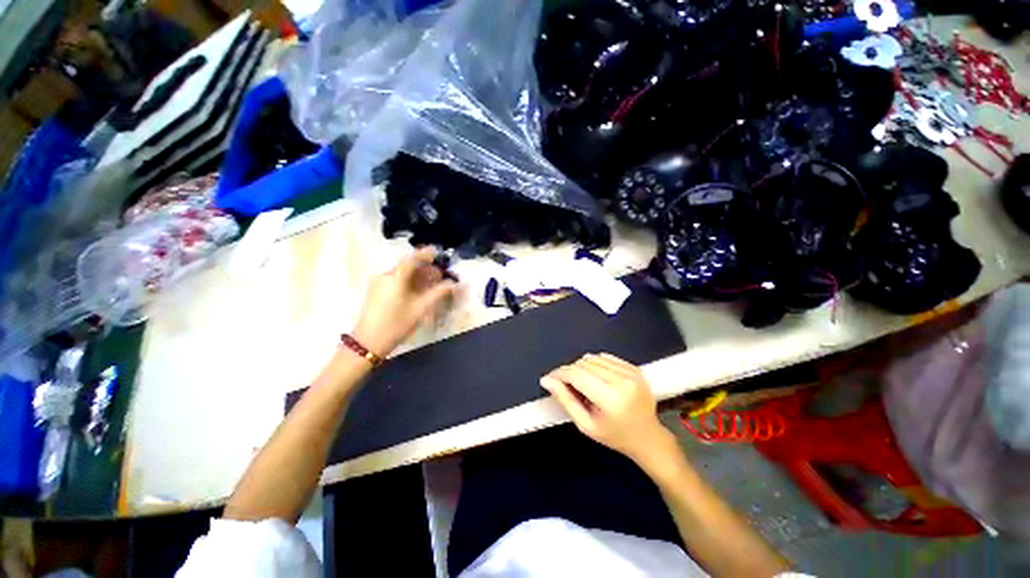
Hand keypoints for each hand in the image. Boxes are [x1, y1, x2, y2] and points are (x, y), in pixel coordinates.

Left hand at [352, 247, 457, 356]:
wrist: (368, 342)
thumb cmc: (397, 324)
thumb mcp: (421, 309)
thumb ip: (438, 293)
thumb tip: (452, 284)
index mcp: (395, 278)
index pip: (411, 259)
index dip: (425, 254)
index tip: (437, 253)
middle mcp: (385, 276)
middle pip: (407, 266)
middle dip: (424, 268)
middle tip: (439, 275)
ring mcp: (378, 283)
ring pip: (402, 273)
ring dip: (417, 275)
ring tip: (431, 284)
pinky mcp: (376, 291)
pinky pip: (396, 280)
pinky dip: (408, 281)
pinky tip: (418, 290)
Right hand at [541, 354, 673, 467]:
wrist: (648, 437)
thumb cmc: (615, 436)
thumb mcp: (586, 425)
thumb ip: (565, 400)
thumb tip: (547, 380)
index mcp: (611, 399)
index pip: (576, 375)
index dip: (559, 374)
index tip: (550, 379)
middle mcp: (622, 381)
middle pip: (584, 364)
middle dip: (569, 371)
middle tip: (566, 385)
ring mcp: (631, 372)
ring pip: (593, 357)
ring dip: (582, 367)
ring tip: (584, 384)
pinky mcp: (634, 368)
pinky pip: (606, 357)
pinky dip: (595, 364)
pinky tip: (597, 378)